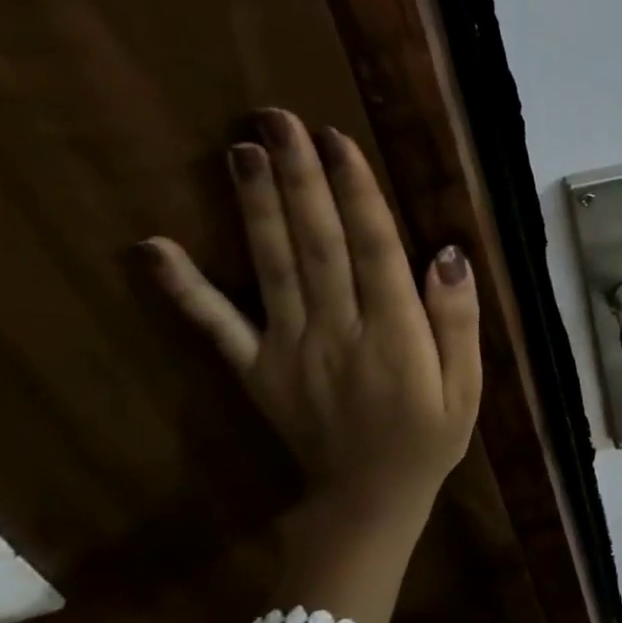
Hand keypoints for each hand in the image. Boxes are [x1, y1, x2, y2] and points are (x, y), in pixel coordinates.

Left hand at [140, 108, 481, 622]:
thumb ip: (459, 321)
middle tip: (277, 120)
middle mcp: (337, 332)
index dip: (356, 192)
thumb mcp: (467, 386)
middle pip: (317, 244)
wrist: (368, 502)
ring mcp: (289, 351)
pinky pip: (217, 327)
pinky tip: (154, 249)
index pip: (374, 249)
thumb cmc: (428, 438)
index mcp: (394, 335)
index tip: (337, 139)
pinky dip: (184, 289)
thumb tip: (448, 254)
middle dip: (299, 179)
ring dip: (254, 208)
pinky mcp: (256, 370)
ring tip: (240, 152)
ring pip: (272, 268)